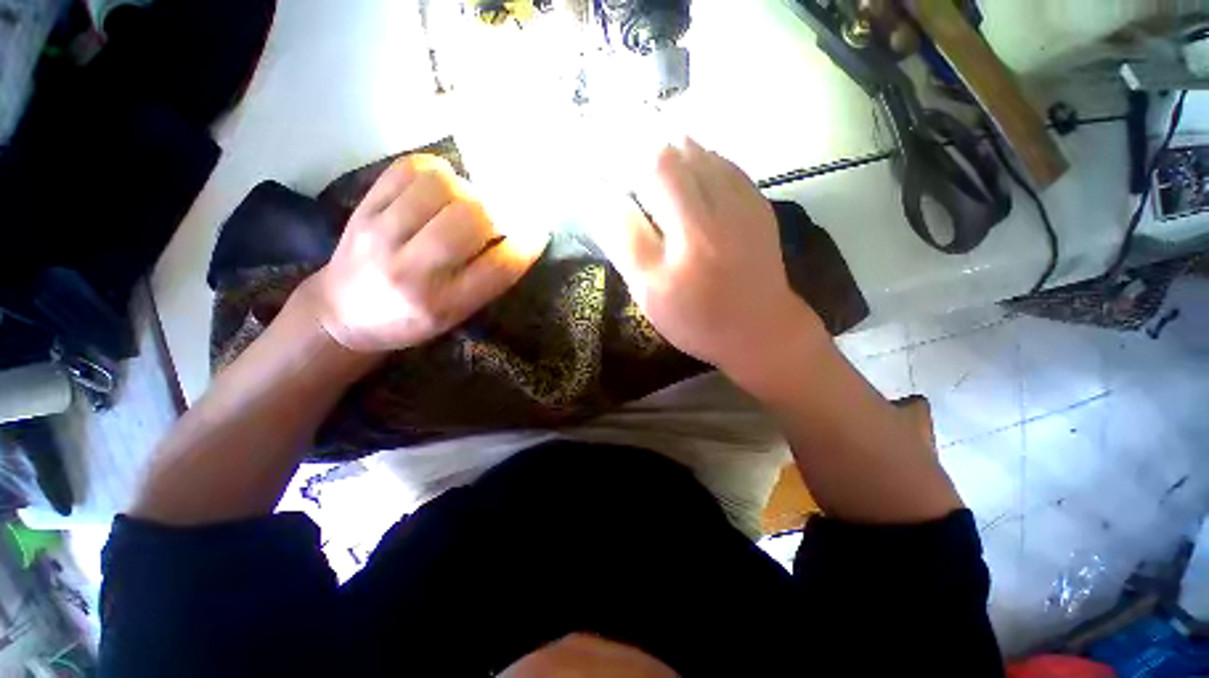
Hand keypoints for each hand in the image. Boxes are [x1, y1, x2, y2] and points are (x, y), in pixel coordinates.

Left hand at [307, 154, 545, 352]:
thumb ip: (487, 279)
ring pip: (440, 187)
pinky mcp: (362, 208)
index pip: (500, 266)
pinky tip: (441, 186)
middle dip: (497, 213)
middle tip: (497, 219)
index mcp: (443, 304)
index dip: (528, 243)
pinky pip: (406, 169)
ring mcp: (381, 234)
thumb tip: (517, 233)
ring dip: (467, 189)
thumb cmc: (411, 320)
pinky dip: (435, 170)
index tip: (539, 231)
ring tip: (467, 203)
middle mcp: (412, 270)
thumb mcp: (457, 315)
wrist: (343, 314)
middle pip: (471, 219)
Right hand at [590, 138, 823, 379]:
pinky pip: (721, 164)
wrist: (760, 329)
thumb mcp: (650, 292)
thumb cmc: (696, 319)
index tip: (603, 176)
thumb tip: (601, 196)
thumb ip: (625, 242)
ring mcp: (743, 200)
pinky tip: (686, 185)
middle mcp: (718, 207)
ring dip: (667, 157)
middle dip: (640, 156)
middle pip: (674, 152)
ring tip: (651, 182)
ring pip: (697, 152)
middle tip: (625, 180)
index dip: (619, 162)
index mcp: (690, 234)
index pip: (649, 170)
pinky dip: (695, 164)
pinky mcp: (757, 203)